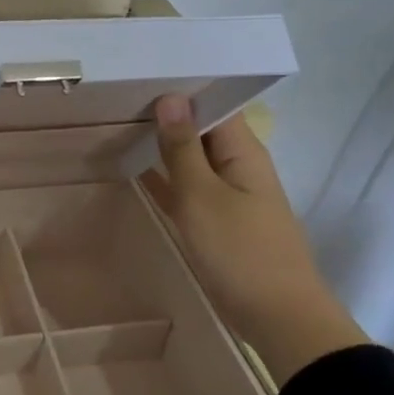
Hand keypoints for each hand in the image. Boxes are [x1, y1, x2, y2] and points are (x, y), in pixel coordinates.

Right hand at [144, 95, 366, 384]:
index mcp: (242, 151)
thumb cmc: (240, 252)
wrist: (277, 317)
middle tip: (116, 98)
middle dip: (164, 115)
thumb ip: (182, 148)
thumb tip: (170, 98)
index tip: (139, 77)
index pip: (212, 104)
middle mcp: (237, 165)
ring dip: (160, 146)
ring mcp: (226, 194)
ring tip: (117, 125)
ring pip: (189, 159)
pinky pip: (185, 187)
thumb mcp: (202, 196)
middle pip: (199, 129)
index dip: (180, 89)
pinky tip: (131, 169)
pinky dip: (162, 177)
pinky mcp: (216, 220)